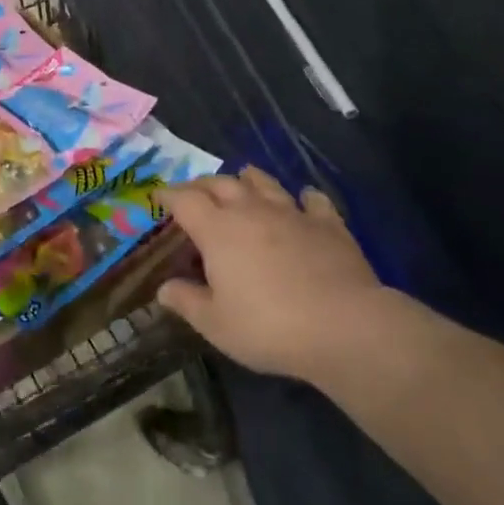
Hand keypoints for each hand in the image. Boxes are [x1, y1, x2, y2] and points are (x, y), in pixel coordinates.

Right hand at [157, 167, 405, 386]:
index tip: (159, 196)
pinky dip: (305, 198)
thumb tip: (164, 289)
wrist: (345, 326)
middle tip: (195, 192)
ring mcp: (291, 213)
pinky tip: (306, 200)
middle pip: (220, 183)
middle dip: (203, 184)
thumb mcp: (217, 325)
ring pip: (264, 183)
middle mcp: (250, 210)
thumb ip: (187, 302)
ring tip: (244, 177)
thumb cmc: (270, 327)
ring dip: (249, 179)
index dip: (168, 194)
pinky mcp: (327, 224)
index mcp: (217, 229)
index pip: (184, 199)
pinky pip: (314, 201)